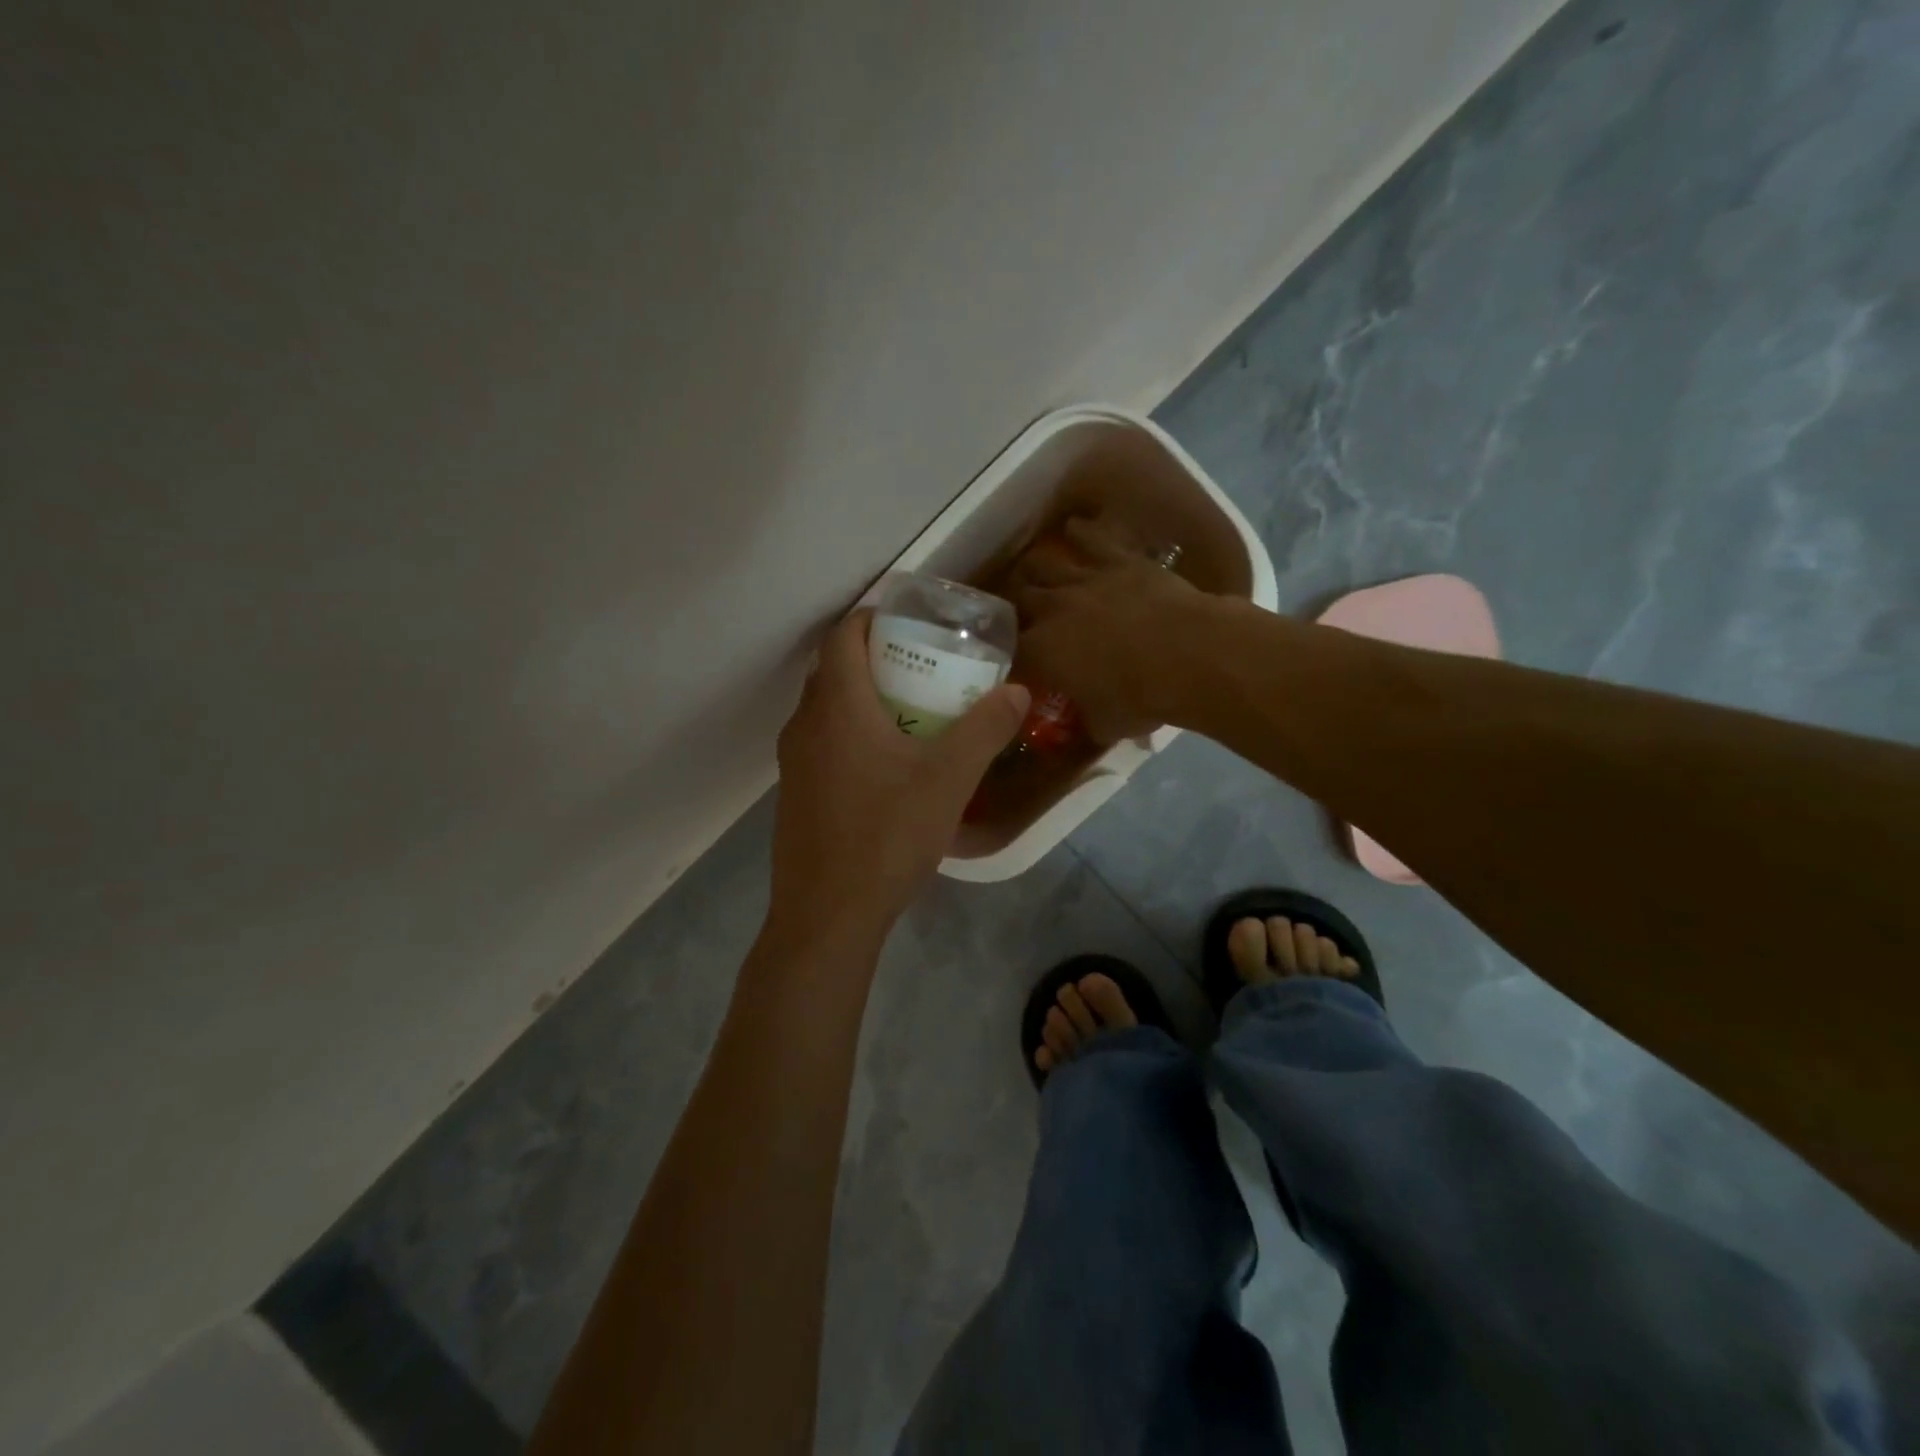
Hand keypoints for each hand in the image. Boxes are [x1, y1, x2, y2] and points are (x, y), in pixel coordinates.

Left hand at [769, 610, 1029, 943]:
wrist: (827, 914)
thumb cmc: (887, 834)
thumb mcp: (949, 779)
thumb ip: (985, 729)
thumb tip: (1017, 691)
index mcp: (836, 705)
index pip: (843, 634)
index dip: (873, 618)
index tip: (911, 623)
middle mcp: (804, 724)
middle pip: (834, 670)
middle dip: (875, 658)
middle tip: (922, 668)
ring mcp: (793, 763)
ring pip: (826, 710)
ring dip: (863, 700)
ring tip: (911, 715)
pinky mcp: (795, 795)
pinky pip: (822, 745)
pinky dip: (851, 736)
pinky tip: (887, 768)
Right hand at [1006, 516, 1206, 743]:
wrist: (1192, 655)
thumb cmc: (1144, 698)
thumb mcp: (1107, 725)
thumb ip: (1088, 721)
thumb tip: (1088, 725)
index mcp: (1042, 652)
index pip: (1010, 651)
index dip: (1007, 656)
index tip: (1011, 662)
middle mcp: (1053, 610)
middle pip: (1018, 601)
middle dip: (1014, 608)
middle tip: (1019, 615)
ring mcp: (1084, 579)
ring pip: (1043, 565)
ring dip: (1035, 570)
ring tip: (1032, 572)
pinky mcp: (1118, 560)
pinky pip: (1090, 539)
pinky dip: (1079, 533)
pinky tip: (1073, 528)